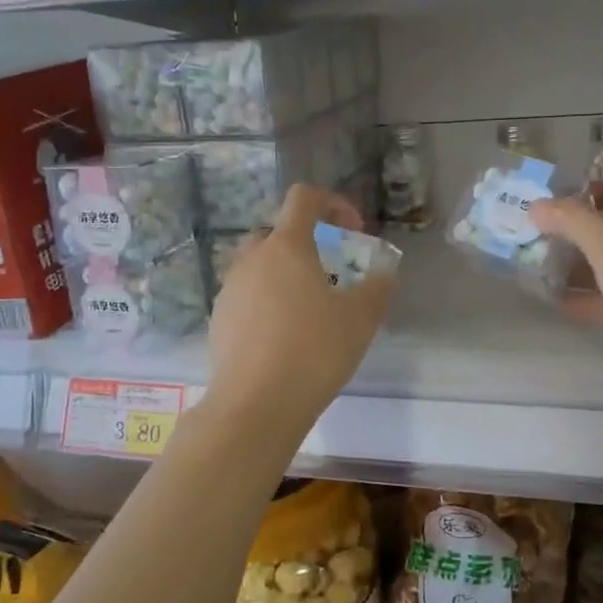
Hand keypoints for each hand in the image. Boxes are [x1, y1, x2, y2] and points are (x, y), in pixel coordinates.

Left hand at [207, 185, 394, 432]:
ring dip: (284, 274)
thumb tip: (384, 271)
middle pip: (278, 231)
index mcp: (286, 246)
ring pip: (259, 265)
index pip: (304, 198)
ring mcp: (229, 289)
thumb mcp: (361, 318)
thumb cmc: (314, 350)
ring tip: (307, 310)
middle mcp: (252, 258)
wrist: (255, 404)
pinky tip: (283, 337)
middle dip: (306, 242)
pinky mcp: (218, 319)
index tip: (352, 232)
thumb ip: (378, 286)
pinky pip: (246, 296)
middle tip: (330, 273)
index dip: (333, 203)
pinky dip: (266, 302)